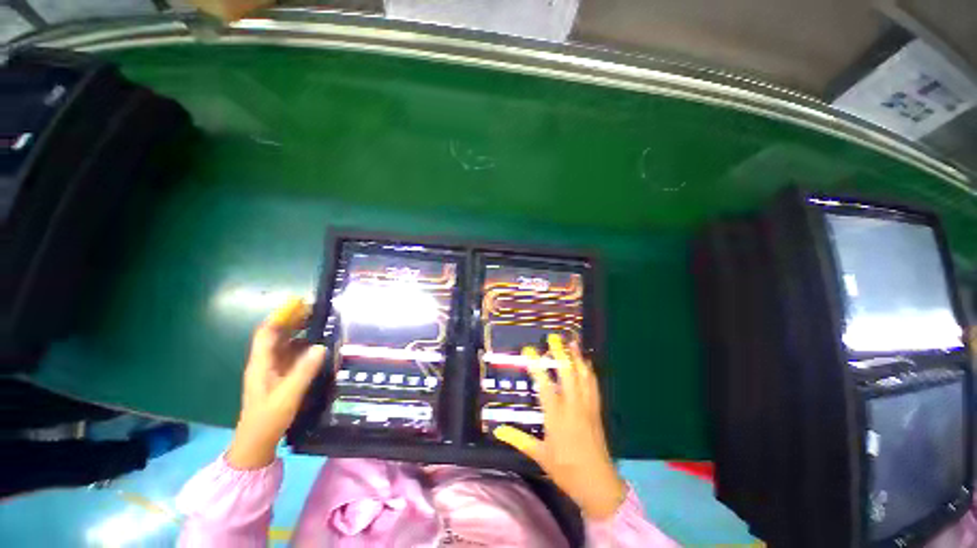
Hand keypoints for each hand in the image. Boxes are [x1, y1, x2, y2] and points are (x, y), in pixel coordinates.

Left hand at [227, 297, 326, 468]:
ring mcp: (272, 369)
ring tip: (319, 320)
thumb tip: (321, 346)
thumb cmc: (268, 418)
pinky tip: (316, 343)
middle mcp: (265, 362)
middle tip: (314, 308)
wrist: (257, 442)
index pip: (267, 333)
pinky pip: (291, 354)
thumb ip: (303, 371)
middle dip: (292, 319)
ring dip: (299, 330)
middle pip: (276, 334)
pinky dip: (302, 344)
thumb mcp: (288, 395)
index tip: (298, 302)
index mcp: (261, 363)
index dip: (281, 316)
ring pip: (284, 343)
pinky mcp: (280, 376)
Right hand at [493, 334, 626, 520]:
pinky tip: (586, 362)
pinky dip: (589, 370)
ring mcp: (587, 406)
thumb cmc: (566, 469)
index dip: (536, 366)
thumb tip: (497, 429)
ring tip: (572, 341)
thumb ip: (517, 439)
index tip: (529, 350)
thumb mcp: (539, 455)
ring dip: (577, 357)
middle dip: (561, 353)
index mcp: (557, 416)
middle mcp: (573, 406)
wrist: (598, 484)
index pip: (545, 385)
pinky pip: (593, 385)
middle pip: (568, 373)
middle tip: (554, 337)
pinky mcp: (596, 410)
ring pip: (583, 376)